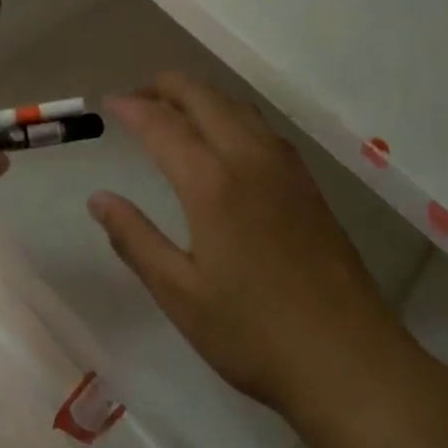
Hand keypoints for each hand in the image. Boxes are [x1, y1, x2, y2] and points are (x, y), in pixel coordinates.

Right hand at [89, 73, 407, 421]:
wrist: (350, 360)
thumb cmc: (254, 333)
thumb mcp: (180, 295)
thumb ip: (135, 239)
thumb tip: (98, 199)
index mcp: (212, 183)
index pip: (163, 125)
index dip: (133, 108)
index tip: (110, 103)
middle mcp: (249, 158)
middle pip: (203, 97)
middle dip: (166, 86)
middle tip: (136, 96)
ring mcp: (284, 167)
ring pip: (236, 105)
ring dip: (200, 95)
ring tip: (174, 108)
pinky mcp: (307, 182)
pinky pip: (260, 125)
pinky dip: (230, 112)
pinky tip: (224, 136)